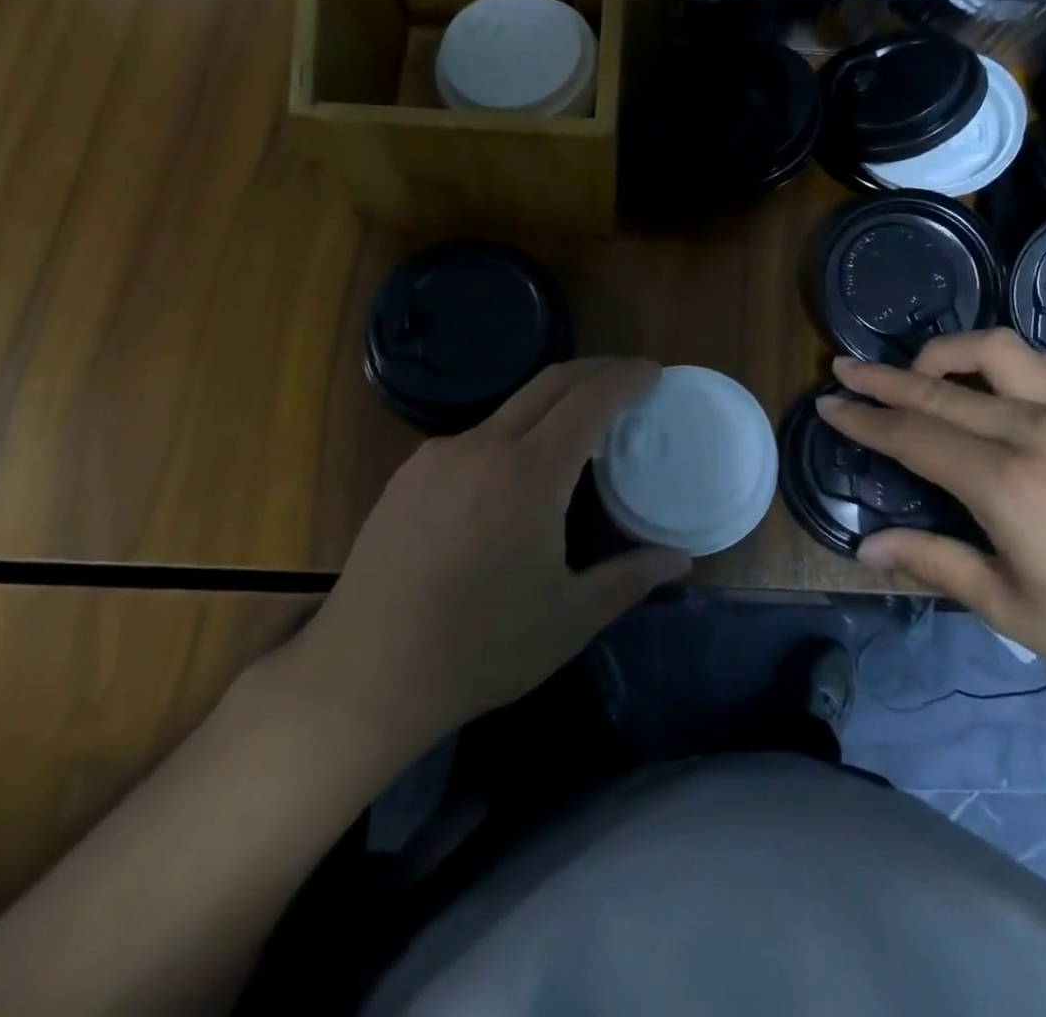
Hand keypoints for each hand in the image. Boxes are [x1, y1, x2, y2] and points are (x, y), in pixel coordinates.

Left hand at [267, 358, 689, 762]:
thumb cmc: (480, 648)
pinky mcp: (408, 474)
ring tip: (578, 430)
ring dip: (552, 403)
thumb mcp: (570, 618)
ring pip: (509, 408)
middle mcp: (482, 447)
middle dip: (595, 370)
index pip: (589, 400)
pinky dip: (512, 433)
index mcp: (530, 474)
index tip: (653, 371)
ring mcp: (438, 456)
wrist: (364, 675)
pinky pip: (474, 437)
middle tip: (628, 379)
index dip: (626, 378)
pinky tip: (515, 472)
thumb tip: (682, 559)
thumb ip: (631, 578)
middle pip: (549, 383)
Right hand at [820, 332, 1045, 713]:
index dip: (864, 419)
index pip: (913, 436)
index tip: (828, 404)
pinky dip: (1022, 363)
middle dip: (884, 378)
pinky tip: (1016, 388)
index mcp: (1008, 484)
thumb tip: (866, 548)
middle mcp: (1040, 430)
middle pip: (940, 387)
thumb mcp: (1014, 611)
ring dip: (953, 352)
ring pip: (1001, 350)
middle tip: (846, 369)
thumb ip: (935, 562)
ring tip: (930, 372)